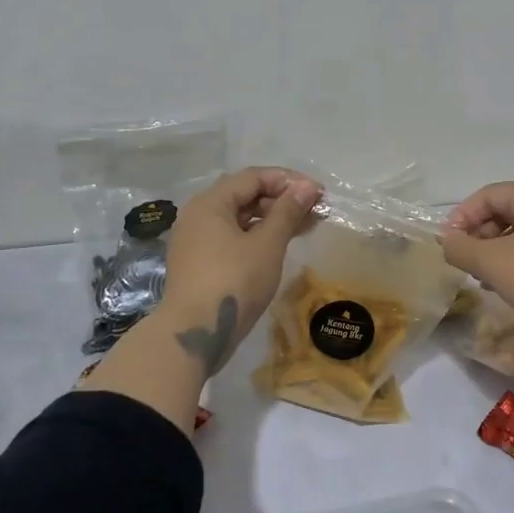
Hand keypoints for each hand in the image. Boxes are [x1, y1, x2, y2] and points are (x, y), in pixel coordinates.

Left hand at [158, 167, 321, 375]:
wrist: (195, 334)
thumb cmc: (234, 281)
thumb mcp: (267, 244)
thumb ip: (287, 212)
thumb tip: (306, 187)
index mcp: (210, 202)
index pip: (253, 177)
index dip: (288, 181)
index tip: (318, 194)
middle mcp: (198, 215)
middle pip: (245, 195)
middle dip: (281, 200)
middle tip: (314, 212)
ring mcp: (195, 240)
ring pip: (239, 219)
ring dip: (272, 219)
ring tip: (304, 228)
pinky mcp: (199, 263)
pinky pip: (231, 238)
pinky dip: (257, 237)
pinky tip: (278, 247)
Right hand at [440, 182, 513, 361]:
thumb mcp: (492, 264)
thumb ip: (461, 248)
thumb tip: (447, 240)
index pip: (488, 195)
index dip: (462, 217)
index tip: (449, 245)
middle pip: (508, 210)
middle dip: (481, 235)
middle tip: (467, 263)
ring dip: (500, 251)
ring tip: (487, 279)